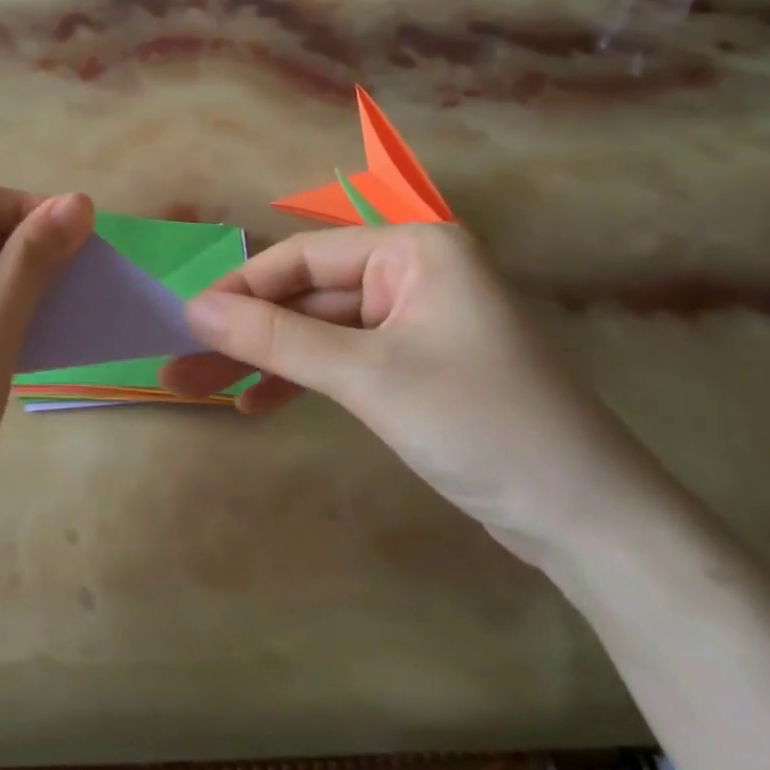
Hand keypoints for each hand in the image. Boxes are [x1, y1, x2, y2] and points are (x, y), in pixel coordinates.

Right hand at [161, 225, 679, 564]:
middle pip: (307, 296)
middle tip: (184, 366)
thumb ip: (276, 338)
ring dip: (265, 360)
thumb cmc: (479, 424)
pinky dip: (301, 381)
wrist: (585, 520)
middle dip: (246, 334)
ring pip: (319, 331)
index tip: (185, 322)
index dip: (240, 289)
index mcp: (414, 249)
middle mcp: (414, 273)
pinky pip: (342, 360)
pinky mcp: (416, 365)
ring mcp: (415, 321)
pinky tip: (258, 404)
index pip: (303, 258)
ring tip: (204, 391)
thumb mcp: (367, 376)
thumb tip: (193, 310)